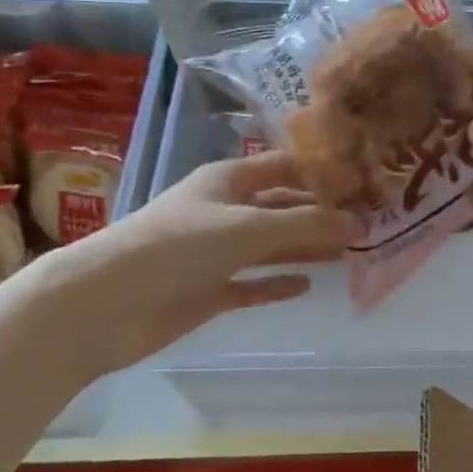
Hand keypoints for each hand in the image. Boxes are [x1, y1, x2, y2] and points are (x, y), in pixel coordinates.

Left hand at [24, 152, 352, 376]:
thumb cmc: (176, 247)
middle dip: (321, 213)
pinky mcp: (207, 290)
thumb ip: (305, 224)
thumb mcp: (247, 228)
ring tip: (351, 252)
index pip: (284, 166)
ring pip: (271, 245)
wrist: (104, 305)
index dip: (321, 171)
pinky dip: (277, 283)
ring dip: (306, 247)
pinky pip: (253, 283)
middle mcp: (224, 210)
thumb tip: (360, 223)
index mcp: (228, 180)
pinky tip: (308, 285)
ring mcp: (214, 252)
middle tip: (369, 222)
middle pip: (282, 207)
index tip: (363, 180)